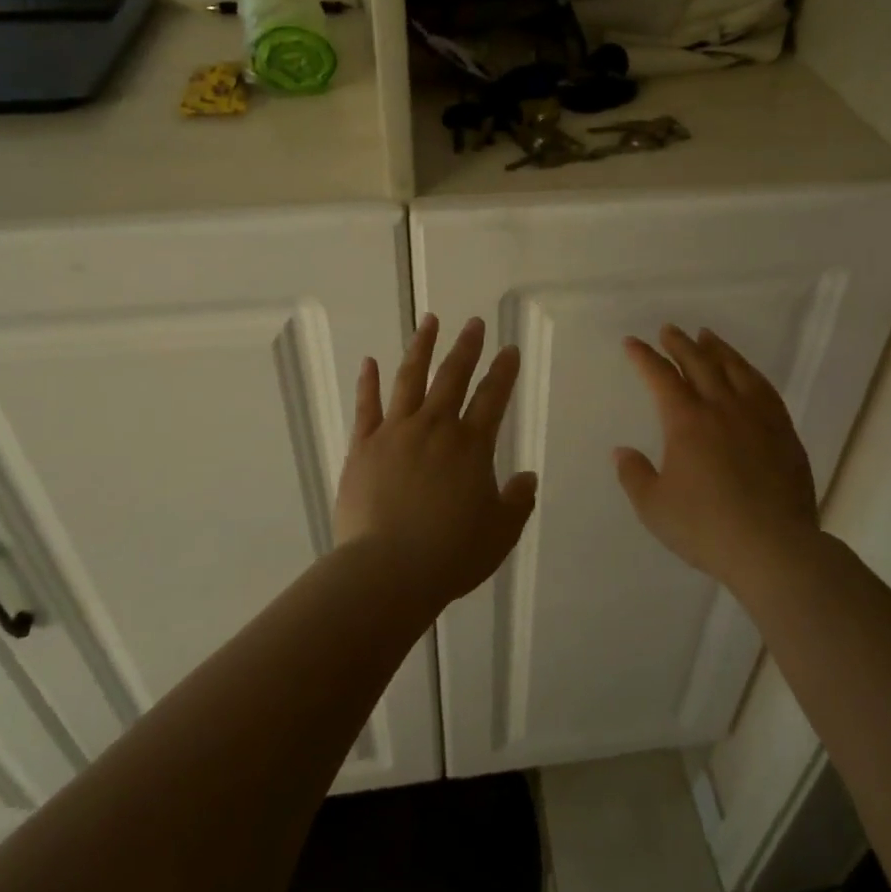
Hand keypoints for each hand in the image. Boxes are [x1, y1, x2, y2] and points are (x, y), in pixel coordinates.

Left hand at [334, 314, 537, 604]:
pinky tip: (369, 361)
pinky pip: (366, 406)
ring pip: (410, 378)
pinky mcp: (363, 446)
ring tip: (429, 321)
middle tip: (474, 322)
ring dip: (421, 347)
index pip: (493, 398)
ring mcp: (395, 432)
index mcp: (471, 446)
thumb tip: (527, 477)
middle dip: (466, 347)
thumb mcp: (500, 533)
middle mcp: (435, 428)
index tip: (510, 349)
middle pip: (453, 377)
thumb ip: (517, 502)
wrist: (387, 570)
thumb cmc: (451, 554)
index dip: (504, 372)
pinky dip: (368, 382)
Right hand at [614, 325, 818, 585]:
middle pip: (699, 363)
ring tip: (707, 336)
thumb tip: (622, 452)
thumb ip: (634, 475)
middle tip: (669, 330)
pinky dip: (749, 372)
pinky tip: (746, 373)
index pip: (661, 377)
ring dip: (717, 349)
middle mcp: (722, 407)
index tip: (633, 342)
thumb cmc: (706, 527)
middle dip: (680, 344)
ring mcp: (757, 416)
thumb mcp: (654, 507)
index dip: (644, 357)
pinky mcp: (784, 432)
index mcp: (686, 421)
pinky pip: (764, 389)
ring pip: (735, 369)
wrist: (773, 547)